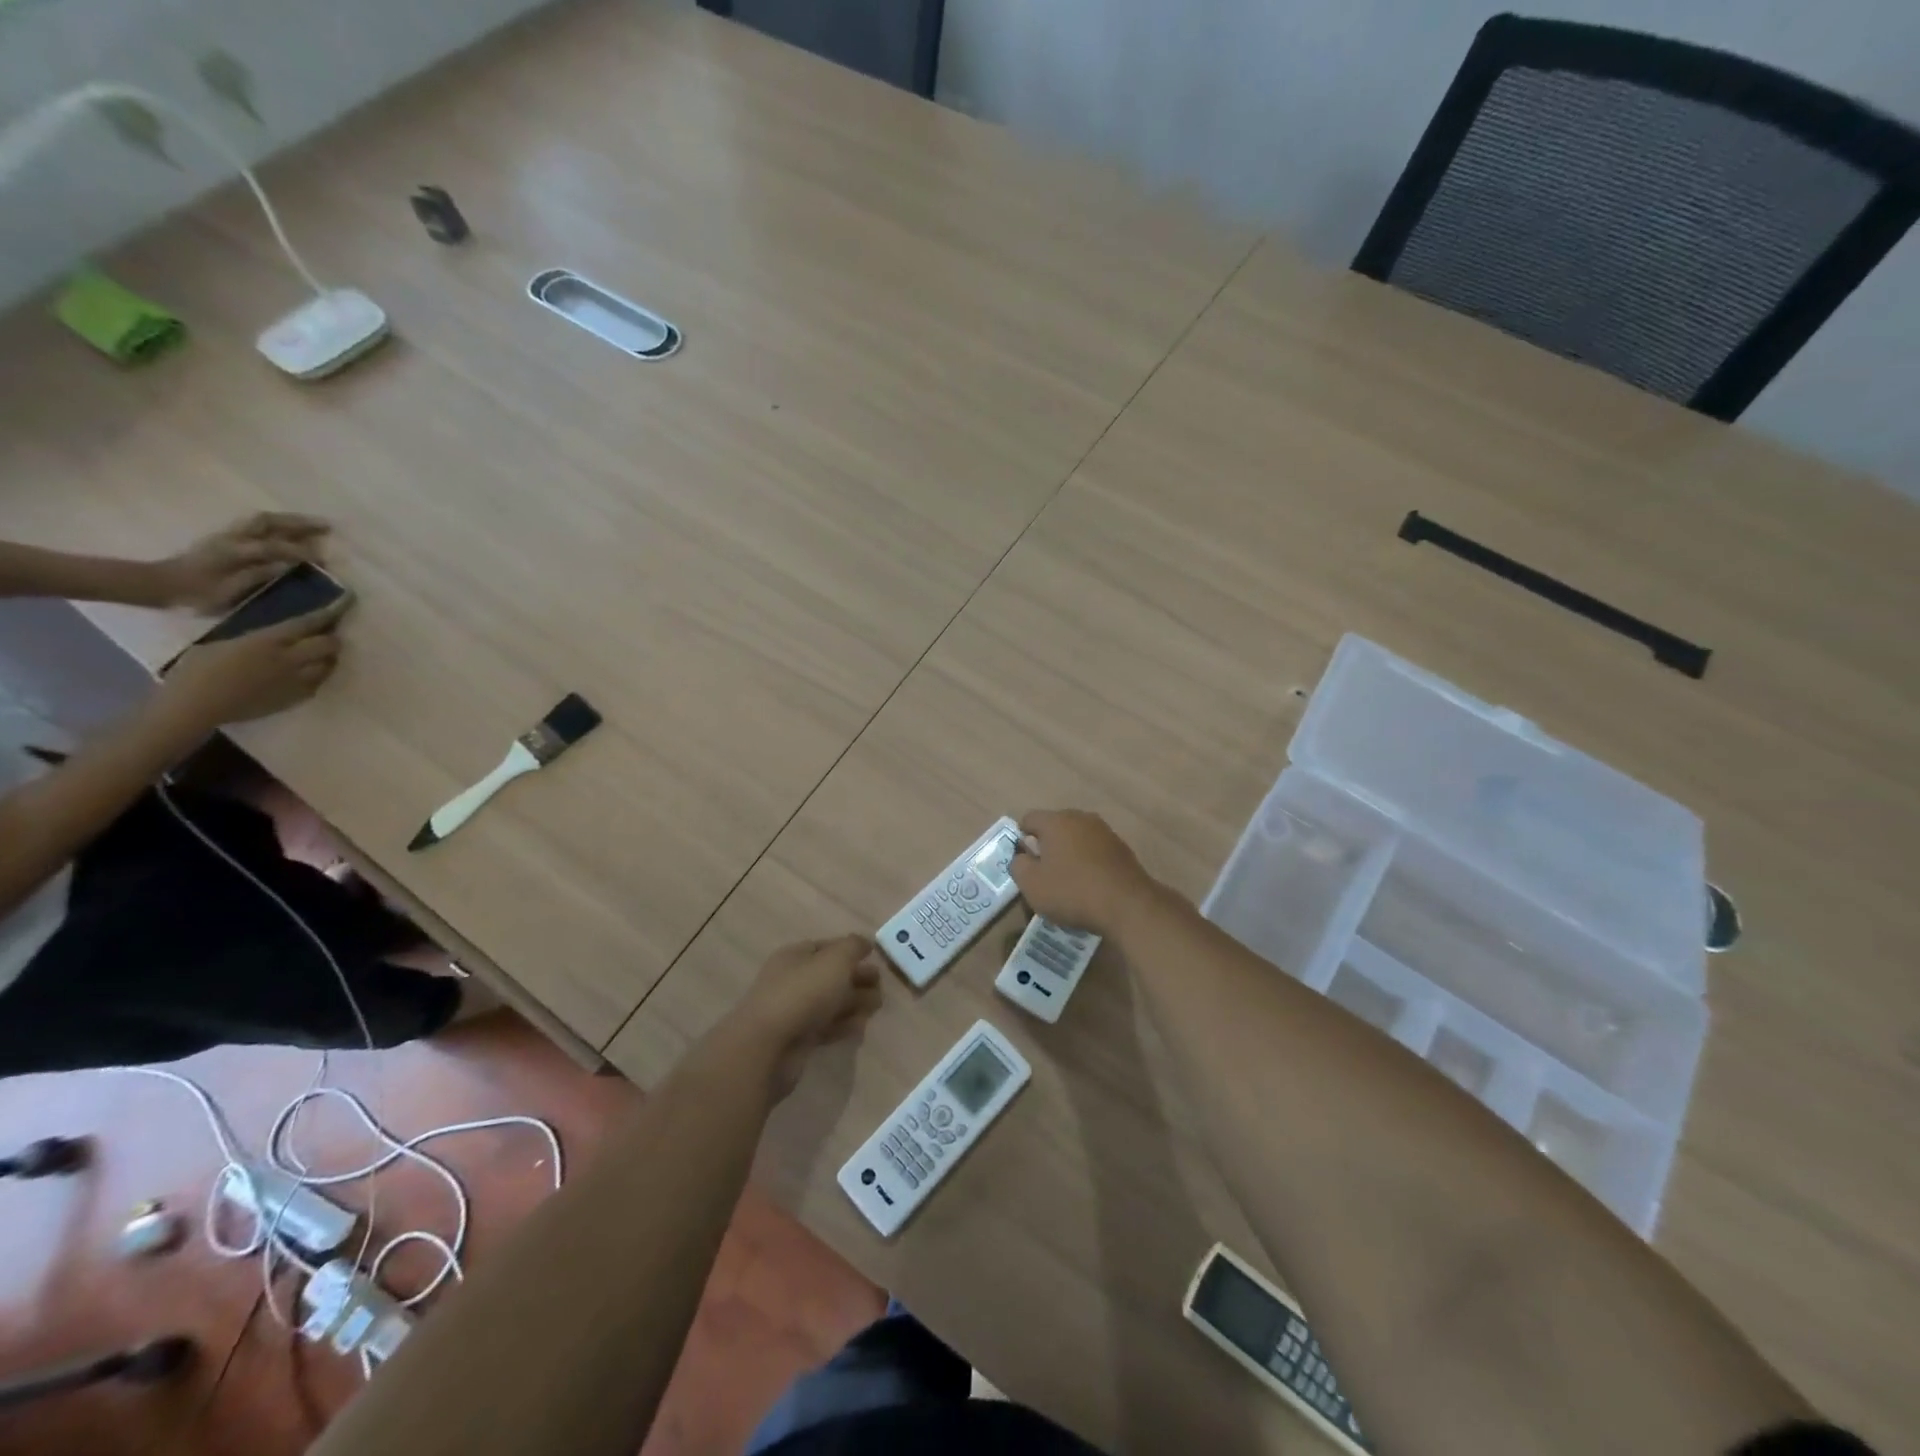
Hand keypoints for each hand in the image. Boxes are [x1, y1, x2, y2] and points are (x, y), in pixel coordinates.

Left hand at [153, 512, 329, 612]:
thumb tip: (289, 566)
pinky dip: (276, 524)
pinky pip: (255, 525)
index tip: (324, 558)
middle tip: (327, 526)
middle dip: (299, 523)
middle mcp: (232, 538)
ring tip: (312, 525)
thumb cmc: (195, 594)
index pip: (275, 547)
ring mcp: (227, 535)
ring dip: (288, 520)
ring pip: (261, 520)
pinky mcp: (225, 537)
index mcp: (234, 552)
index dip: (301, 551)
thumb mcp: (227, 592)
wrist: (159, 584)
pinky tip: (288, 530)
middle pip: (269, 522)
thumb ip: (257, 576)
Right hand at [161, 597, 351, 729]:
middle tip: (326, 637)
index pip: (306, 624)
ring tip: (320, 656)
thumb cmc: (196, 671)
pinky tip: (309, 675)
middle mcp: (288, 658)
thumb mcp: (222, 643)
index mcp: (267, 640)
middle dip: (331, 639)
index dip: (326, 615)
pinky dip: (317, 677)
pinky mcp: (296, 698)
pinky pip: (317, 684)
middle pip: (328, 645)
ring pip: (328, 665)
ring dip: (327, 658)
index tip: (340, 607)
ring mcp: (296, 680)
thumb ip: (252, 639)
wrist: (196, 706)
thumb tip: (267, 637)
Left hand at [729, 935, 883, 1097]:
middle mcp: (792, 980)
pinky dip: (844, 1025)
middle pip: (831, 975)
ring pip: (830, 1002)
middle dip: (856, 978)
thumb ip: (853, 947)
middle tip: (880, 986)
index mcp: (795, 956)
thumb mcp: (835, 959)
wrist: (767, 1047)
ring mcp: (794, 1011)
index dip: (851, 950)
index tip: (874, 958)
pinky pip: (826, 1027)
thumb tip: (864, 943)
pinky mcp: (798, 1039)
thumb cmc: (803, 993)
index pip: (827, 947)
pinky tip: (860, 1026)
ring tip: (876, 1007)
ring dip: (854, 1003)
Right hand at [1008, 809, 1158, 938]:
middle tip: (1043, 872)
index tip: (1024, 862)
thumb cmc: (1072, 891)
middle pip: (1054, 826)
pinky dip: (1088, 861)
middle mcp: (1080, 818)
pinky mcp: (1121, 847)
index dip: (1021, 838)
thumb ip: (1018, 865)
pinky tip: (1089, 884)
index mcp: (1055, 821)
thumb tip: (1022, 856)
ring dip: (1069, 853)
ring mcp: (1104, 831)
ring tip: (1068, 880)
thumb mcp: (1031, 884)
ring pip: (1076, 837)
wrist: (1127, 905)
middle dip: (1046, 845)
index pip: (1028, 819)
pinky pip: (1095, 849)